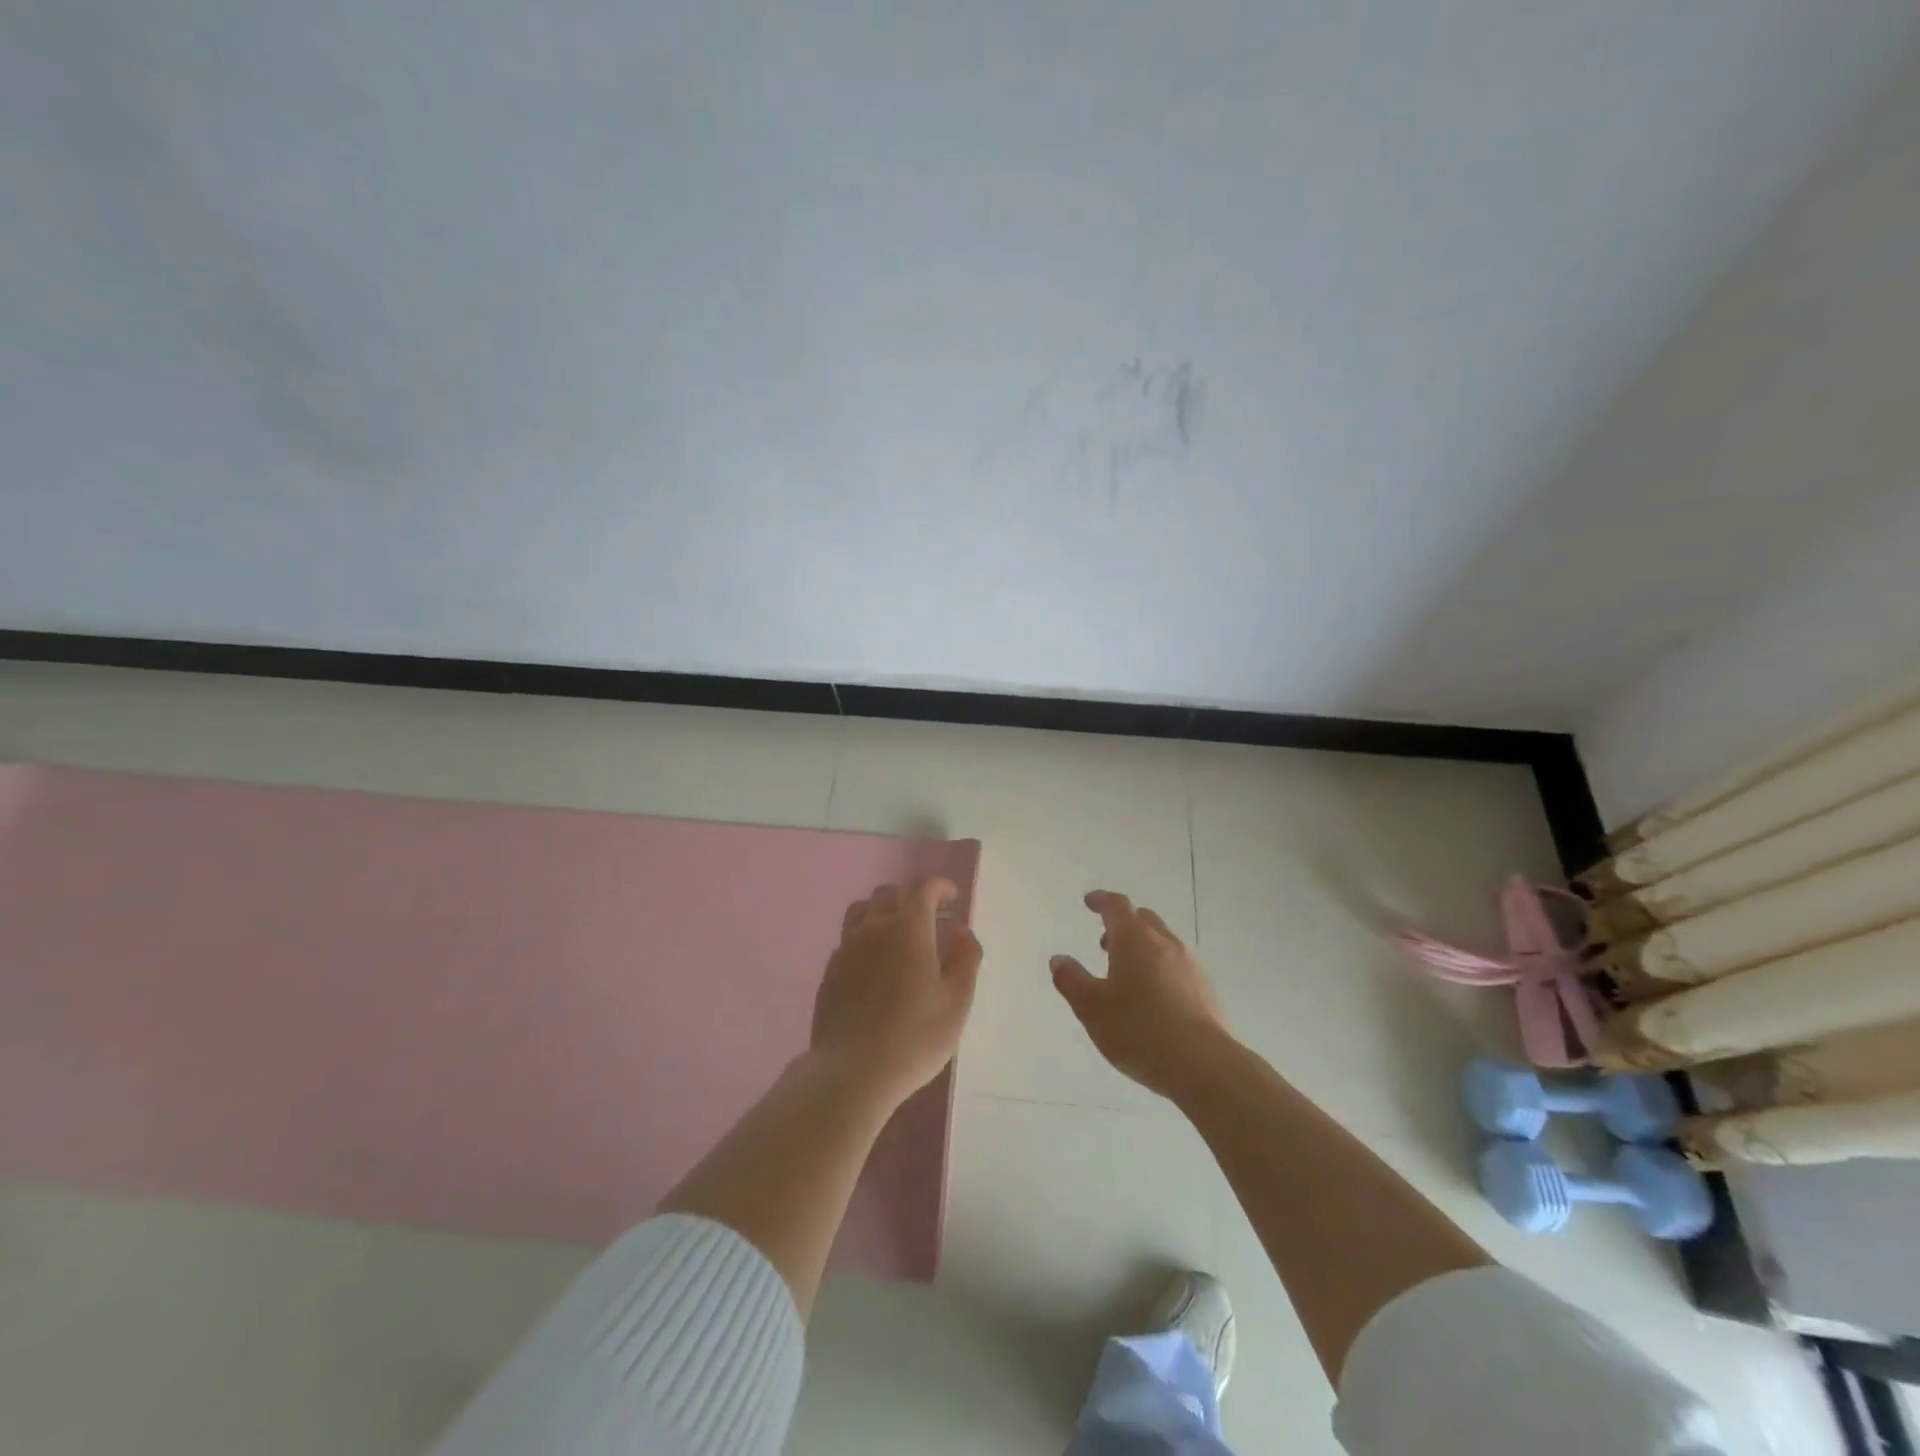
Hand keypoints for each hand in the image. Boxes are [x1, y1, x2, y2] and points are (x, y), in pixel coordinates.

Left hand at [810, 878, 983, 1109]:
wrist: (852, 1071)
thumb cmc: (915, 1037)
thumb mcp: (957, 1002)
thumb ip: (965, 959)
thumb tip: (961, 932)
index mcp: (909, 928)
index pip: (923, 888)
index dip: (940, 887)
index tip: (952, 898)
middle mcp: (874, 927)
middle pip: (890, 893)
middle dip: (912, 897)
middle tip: (929, 919)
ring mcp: (847, 947)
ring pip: (863, 910)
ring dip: (883, 911)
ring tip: (897, 934)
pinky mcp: (830, 970)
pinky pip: (849, 937)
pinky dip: (865, 937)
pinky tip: (875, 964)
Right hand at [1051, 890, 1229, 1098]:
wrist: (1203, 1065)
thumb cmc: (1138, 1030)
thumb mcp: (1091, 1008)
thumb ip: (1071, 980)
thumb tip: (1059, 960)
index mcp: (1134, 939)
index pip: (1116, 906)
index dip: (1101, 900)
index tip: (1090, 902)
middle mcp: (1164, 943)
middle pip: (1143, 919)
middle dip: (1123, 924)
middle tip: (1105, 942)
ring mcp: (1190, 965)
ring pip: (1163, 942)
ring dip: (1143, 948)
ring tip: (1127, 974)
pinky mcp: (1206, 990)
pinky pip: (1178, 966)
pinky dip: (1161, 969)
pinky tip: (1155, 999)